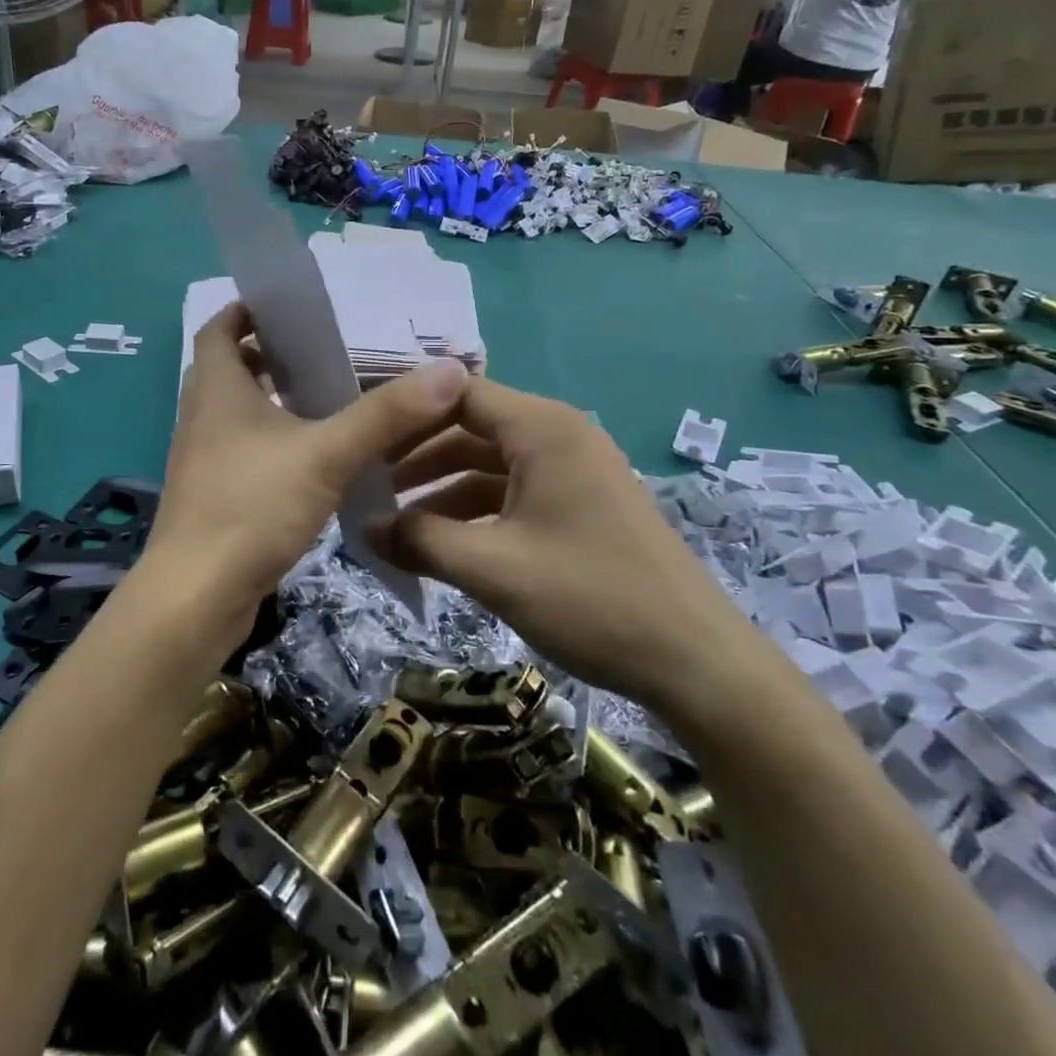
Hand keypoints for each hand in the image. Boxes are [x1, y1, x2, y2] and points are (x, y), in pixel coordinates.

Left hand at [136, 302, 466, 650]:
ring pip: (235, 412)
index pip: (217, 329)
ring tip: (325, 398)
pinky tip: (311, 457)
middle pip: (227, 368)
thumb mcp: (326, 454)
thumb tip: (449, 371)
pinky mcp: (211, 494)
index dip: (244, 311)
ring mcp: (202, 458)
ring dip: (271, 399)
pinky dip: (270, 439)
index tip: (285, 307)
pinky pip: (241, 449)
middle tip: (320, 352)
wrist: (197, 595)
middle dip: (268, 355)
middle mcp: (201, 416)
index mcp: (217, 389)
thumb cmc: (252, 507)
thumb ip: (386, 414)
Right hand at [374, 378, 764, 716]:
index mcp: (542, 428)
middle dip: (418, 455)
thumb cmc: (591, 598)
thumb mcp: (493, 568)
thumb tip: (362, 528)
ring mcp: (573, 469)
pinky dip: (476, 509)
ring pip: (490, 462)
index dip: (406, 412)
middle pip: (470, 425)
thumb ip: (420, 541)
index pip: (457, 393)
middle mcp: (558, 434)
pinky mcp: (580, 503)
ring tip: (395, 520)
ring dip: (443, 487)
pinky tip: (445, 542)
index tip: (359, 436)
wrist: (696, 662)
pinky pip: (514, 490)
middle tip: (367, 483)